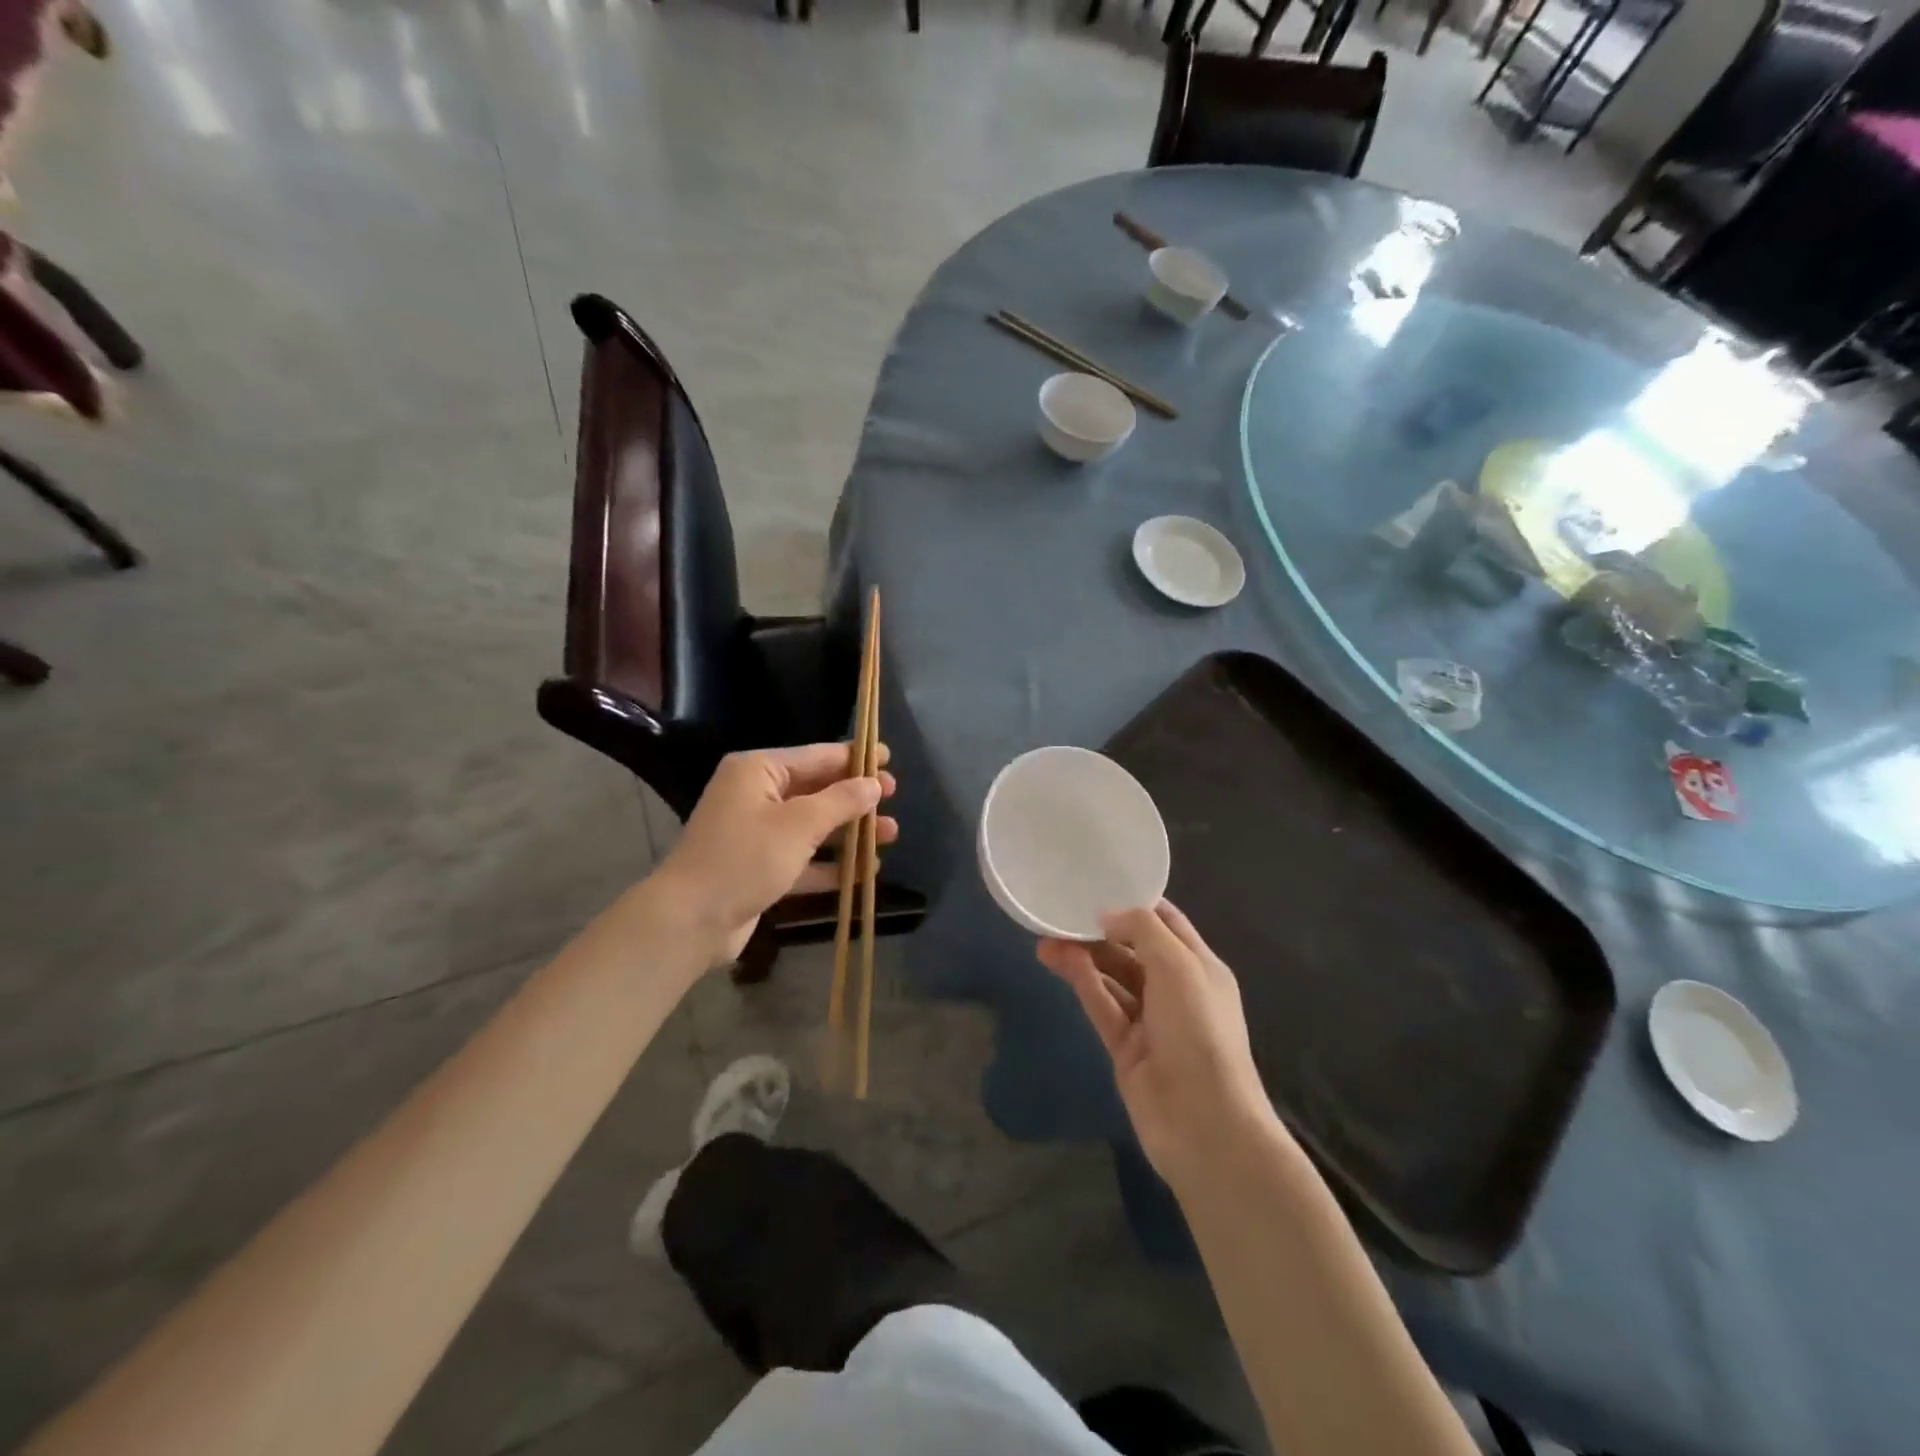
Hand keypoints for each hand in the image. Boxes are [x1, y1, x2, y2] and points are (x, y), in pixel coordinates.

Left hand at [657, 743, 897, 964]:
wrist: (690, 920)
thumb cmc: (745, 858)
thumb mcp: (799, 824)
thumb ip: (841, 801)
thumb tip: (873, 784)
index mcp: (758, 771)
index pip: (816, 756)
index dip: (854, 757)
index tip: (888, 757)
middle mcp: (756, 796)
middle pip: (817, 790)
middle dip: (856, 797)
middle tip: (893, 799)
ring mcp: (757, 834)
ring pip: (814, 826)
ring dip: (850, 831)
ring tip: (891, 835)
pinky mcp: (760, 868)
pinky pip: (804, 859)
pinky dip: (831, 864)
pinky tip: (865, 871)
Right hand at [1039, 902, 1280, 1190]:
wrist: (1204, 1123)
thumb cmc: (1200, 1031)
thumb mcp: (1179, 965)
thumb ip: (1142, 929)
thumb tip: (1106, 913)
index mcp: (1200, 967)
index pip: (1167, 923)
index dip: (1137, 903)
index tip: (1101, 883)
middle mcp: (1176, 990)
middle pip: (1133, 950)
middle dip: (1101, 930)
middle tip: (1061, 913)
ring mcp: (1150, 1021)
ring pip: (1112, 977)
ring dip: (1083, 955)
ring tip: (1046, 937)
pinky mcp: (1126, 1047)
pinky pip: (1102, 1005)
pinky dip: (1082, 981)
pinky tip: (1059, 960)